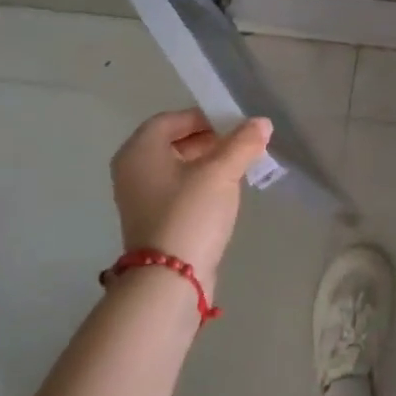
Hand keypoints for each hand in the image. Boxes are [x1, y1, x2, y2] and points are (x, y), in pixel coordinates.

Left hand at [108, 109, 273, 292]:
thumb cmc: (190, 213)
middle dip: (210, 140)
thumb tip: (262, 122)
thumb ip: (242, 143)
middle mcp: (133, 169)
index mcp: (140, 150)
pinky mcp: (154, 220)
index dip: (205, 117)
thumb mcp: (221, 172)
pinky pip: (178, 190)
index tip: (235, 125)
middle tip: (241, 145)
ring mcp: (141, 197)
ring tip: (239, 167)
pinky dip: (200, 184)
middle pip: (174, 142)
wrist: (170, 278)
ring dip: (208, 163)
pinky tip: (225, 193)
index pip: (172, 119)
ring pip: (178, 167)